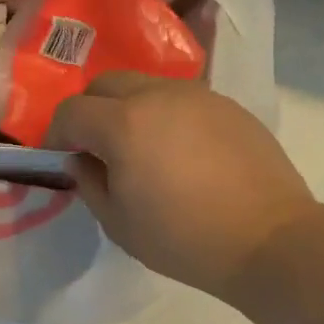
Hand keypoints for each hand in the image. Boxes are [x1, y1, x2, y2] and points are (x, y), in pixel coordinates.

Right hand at [48, 73, 313, 298]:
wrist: (267, 239)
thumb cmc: (182, 239)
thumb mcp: (119, 224)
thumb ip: (90, 184)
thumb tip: (81, 161)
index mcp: (123, 124)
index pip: (72, 112)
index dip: (57, 135)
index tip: (59, 159)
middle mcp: (158, 95)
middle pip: (106, 84)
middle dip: (90, 111)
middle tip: (96, 149)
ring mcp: (198, 96)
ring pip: (146, 85)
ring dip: (129, 109)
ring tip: (140, 149)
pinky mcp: (228, 106)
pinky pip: (181, 100)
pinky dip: (166, 116)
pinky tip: (180, 153)